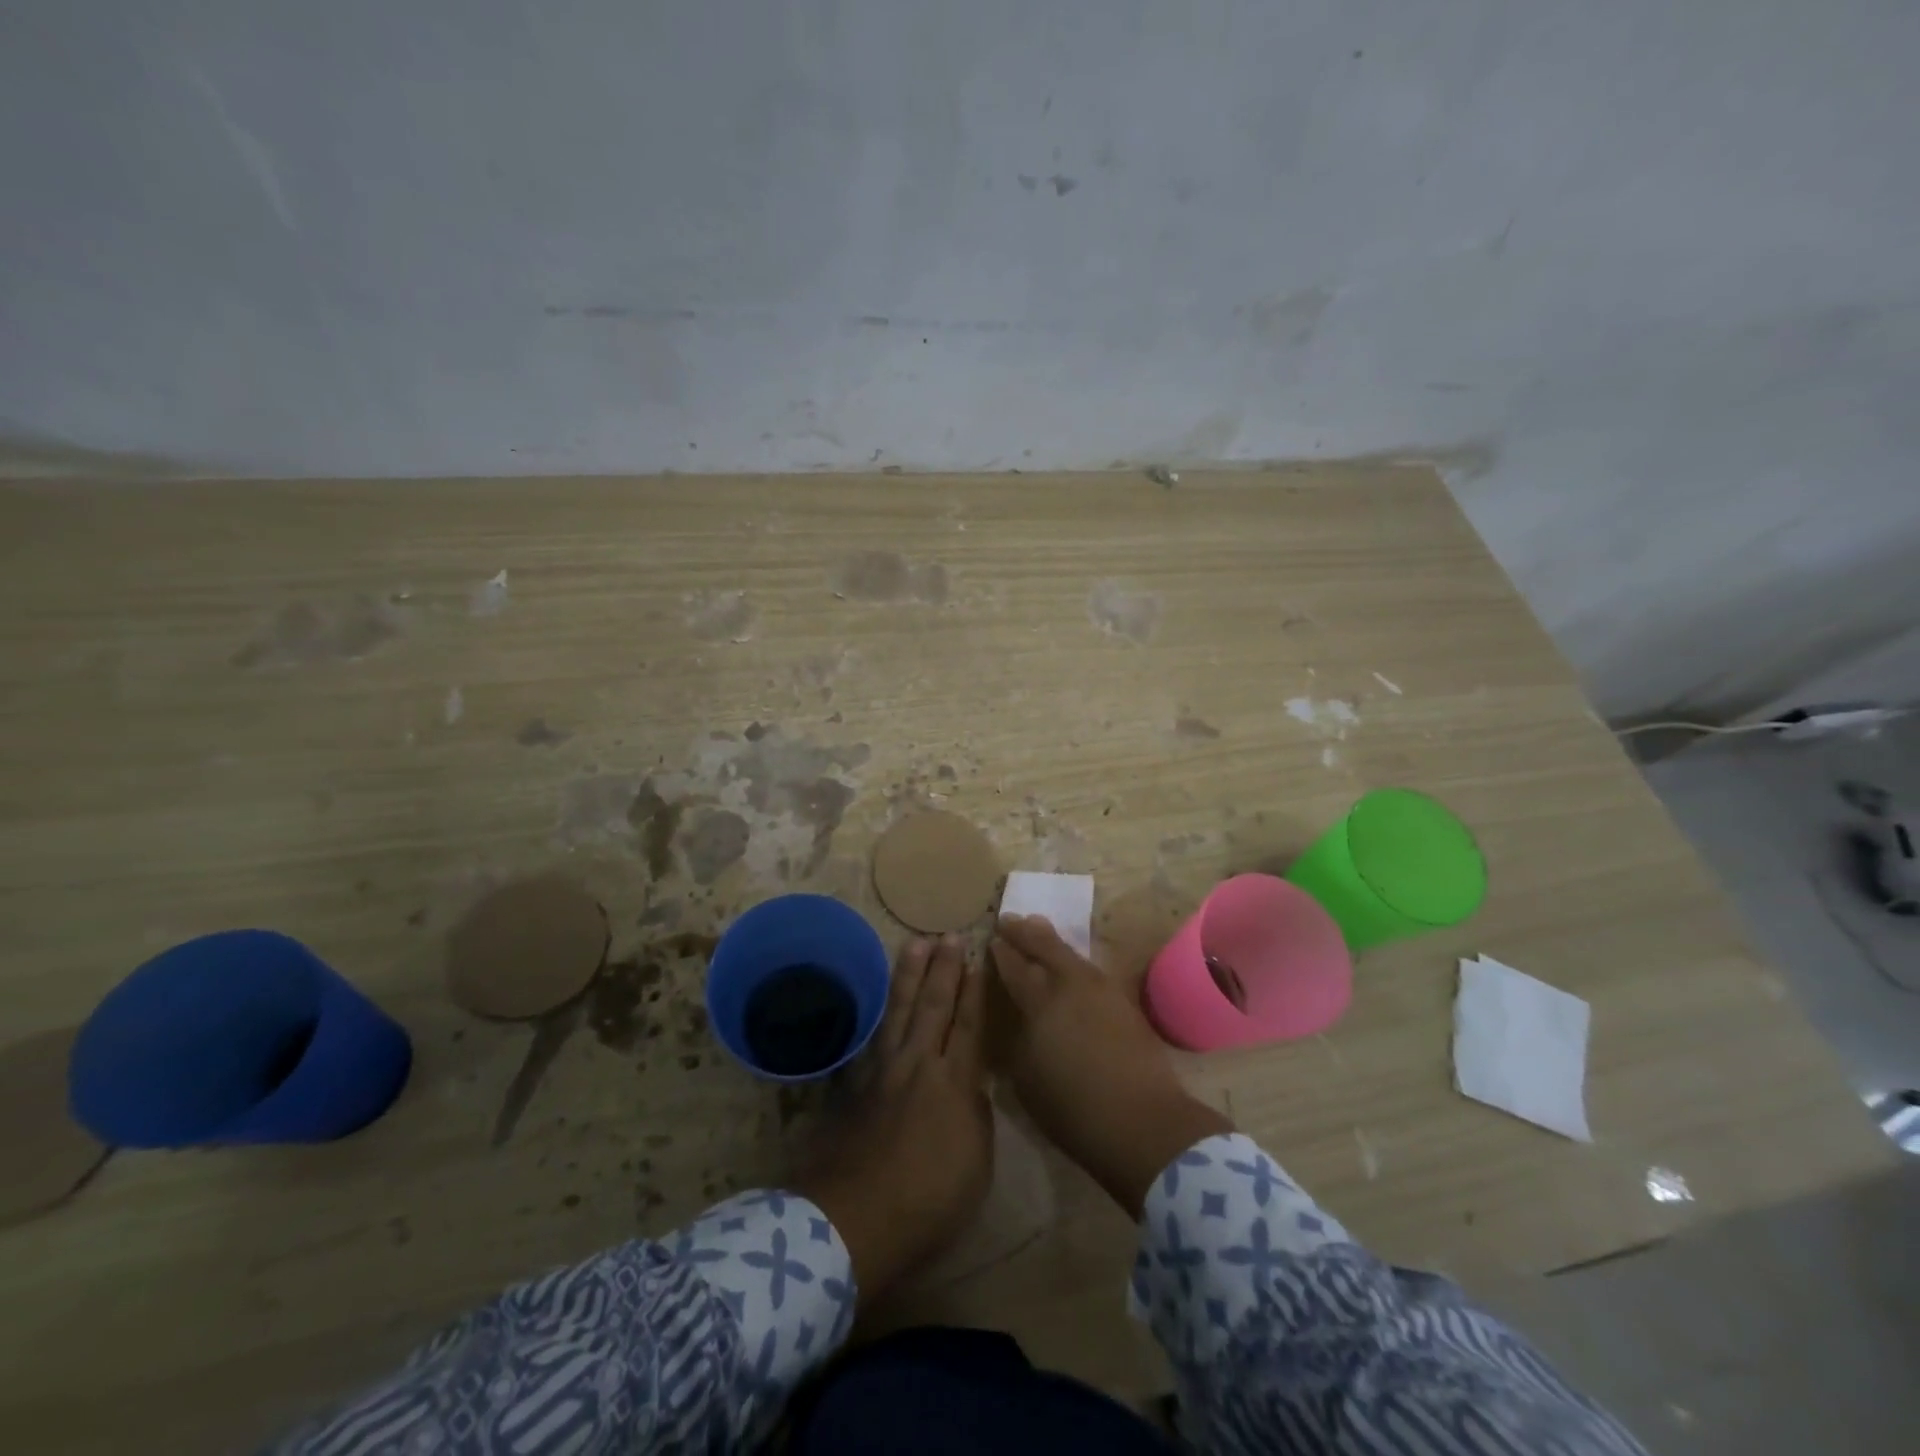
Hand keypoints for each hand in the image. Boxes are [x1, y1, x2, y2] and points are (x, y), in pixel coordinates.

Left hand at [792, 935, 992, 1302]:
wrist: (855, 1218)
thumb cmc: (929, 1200)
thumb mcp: (977, 1163)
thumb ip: (977, 1115)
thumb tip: (971, 1087)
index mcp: (955, 1082)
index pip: (970, 1024)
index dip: (975, 990)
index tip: (978, 958)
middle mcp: (919, 1064)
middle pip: (933, 1005)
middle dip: (943, 968)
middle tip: (947, 935)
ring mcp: (883, 1071)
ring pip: (899, 1009)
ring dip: (909, 975)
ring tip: (914, 945)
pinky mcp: (856, 1085)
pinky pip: (874, 1033)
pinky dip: (881, 1010)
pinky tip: (883, 1000)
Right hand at [991, 915, 1230, 1218]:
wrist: (1142, 1120)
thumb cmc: (1072, 1108)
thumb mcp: (1025, 1078)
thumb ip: (1017, 1039)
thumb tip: (1018, 1019)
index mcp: (1040, 1001)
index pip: (1014, 966)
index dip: (1001, 952)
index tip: (991, 938)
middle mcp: (1070, 985)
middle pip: (1044, 946)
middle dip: (1024, 932)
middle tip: (1009, 920)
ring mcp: (1101, 990)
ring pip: (1071, 954)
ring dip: (1051, 941)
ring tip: (1038, 929)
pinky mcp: (1123, 1002)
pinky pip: (1089, 969)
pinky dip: (1073, 960)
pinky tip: (1070, 965)